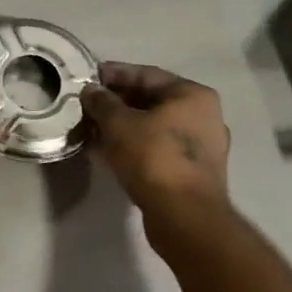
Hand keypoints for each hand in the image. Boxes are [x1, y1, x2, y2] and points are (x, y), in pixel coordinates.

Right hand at [83, 62, 231, 216]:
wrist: (185, 218)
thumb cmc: (154, 158)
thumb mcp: (119, 124)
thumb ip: (102, 102)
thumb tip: (90, 91)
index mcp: (192, 95)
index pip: (146, 74)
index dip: (113, 74)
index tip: (87, 78)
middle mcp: (204, 116)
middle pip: (151, 100)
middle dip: (117, 102)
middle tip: (87, 105)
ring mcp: (202, 146)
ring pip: (154, 126)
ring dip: (124, 126)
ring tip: (93, 128)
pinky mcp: (194, 172)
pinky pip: (159, 148)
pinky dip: (135, 145)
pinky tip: (108, 151)